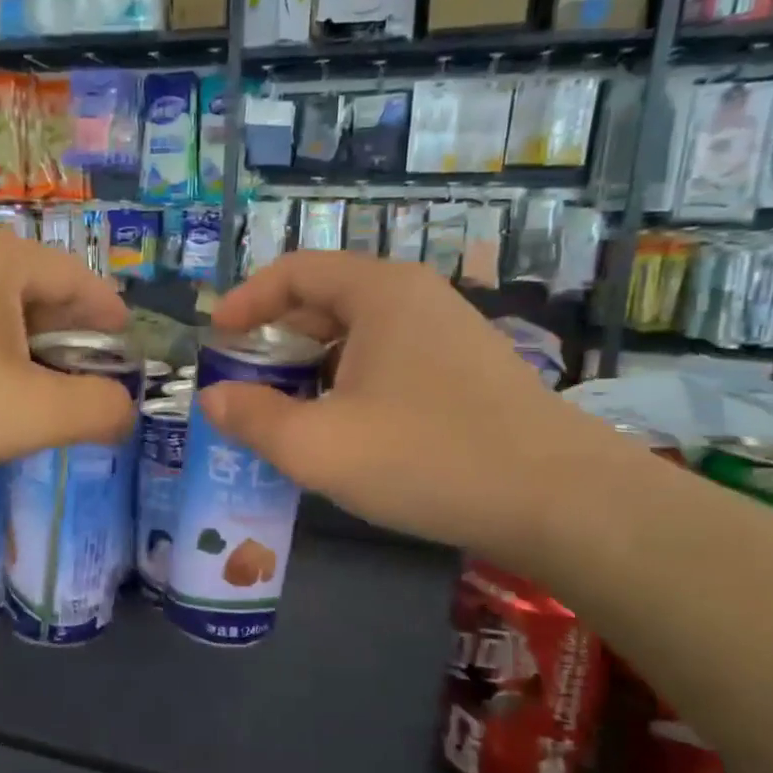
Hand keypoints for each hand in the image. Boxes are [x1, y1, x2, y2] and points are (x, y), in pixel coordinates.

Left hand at [0, 225, 136, 477]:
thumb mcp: (34, 412)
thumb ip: (98, 409)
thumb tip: (123, 410)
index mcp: (4, 256)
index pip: (84, 283)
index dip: (113, 326)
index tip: (127, 364)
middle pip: (44, 298)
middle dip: (70, 348)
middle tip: (82, 395)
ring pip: (3, 316)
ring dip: (29, 358)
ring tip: (35, 403)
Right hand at [203, 253, 603, 559]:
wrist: (561, 501)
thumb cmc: (427, 457)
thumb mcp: (319, 445)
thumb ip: (253, 419)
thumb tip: (211, 399)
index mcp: (379, 293)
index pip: (295, 271)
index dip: (246, 300)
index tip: (215, 337)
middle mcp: (415, 298)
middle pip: (325, 299)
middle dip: (275, 337)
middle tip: (243, 380)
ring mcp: (448, 333)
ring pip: (358, 334)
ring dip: (311, 365)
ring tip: (284, 410)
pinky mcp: (467, 371)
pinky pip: (389, 359)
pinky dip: (349, 381)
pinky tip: (343, 428)